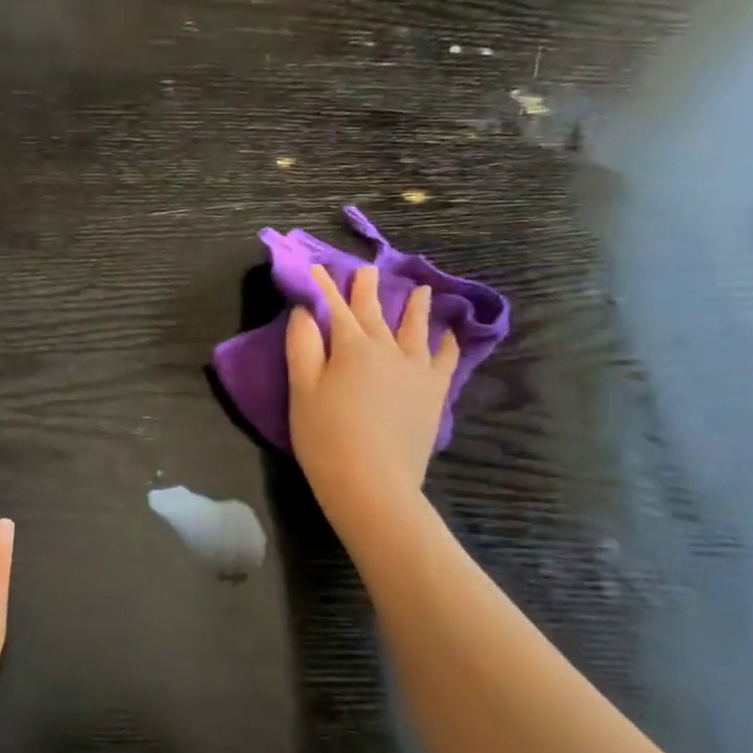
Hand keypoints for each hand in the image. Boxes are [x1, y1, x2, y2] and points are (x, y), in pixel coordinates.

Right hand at [286, 264, 459, 534]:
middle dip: (367, 289)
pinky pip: (445, 359)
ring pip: (416, 328)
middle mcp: (387, 349)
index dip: (324, 287)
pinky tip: (449, 334)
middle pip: (374, 312)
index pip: (334, 308)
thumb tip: (305, 310)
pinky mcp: (434, 393)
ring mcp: (416, 369)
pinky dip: (448, 342)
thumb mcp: (302, 390)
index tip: (318, 268)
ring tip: (421, 290)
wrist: (372, 483)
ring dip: (415, 307)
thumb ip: (302, 346)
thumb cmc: (325, 437)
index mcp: (351, 347)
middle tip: (366, 269)